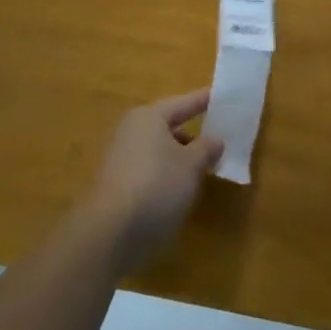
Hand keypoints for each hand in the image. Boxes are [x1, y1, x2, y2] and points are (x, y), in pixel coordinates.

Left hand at [84, 88, 222, 272]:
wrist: (109, 234)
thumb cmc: (156, 185)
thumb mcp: (191, 165)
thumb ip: (206, 148)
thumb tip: (215, 139)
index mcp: (149, 117)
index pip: (183, 103)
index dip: (204, 100)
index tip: (222, 96)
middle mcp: (131, 131)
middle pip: (168, 127)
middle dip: (193, 135)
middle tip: (217, 140)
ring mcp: (119, 159)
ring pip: (158, 152)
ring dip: (179, 159)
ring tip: (202, 171)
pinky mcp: (115, 187)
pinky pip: (149, 172)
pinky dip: (165, 177)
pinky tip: (179, 193)